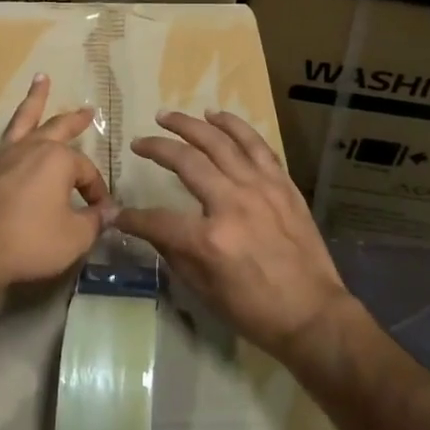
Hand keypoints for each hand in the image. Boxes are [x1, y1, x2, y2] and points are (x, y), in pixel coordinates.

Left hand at [0, 74, 114, 301]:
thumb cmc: (31, 242)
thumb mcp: (75, 237)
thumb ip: (95, 221)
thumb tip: (110, 211)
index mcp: (59, 161)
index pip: (86, 172)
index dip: (96, 192)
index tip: (100, 212)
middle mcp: (31, 149)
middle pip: (58, 128)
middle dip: (75, 120)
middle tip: (87, 110)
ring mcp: (2, 157)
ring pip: (20, 122)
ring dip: (32, 100)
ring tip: (40, 78)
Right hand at [119, 110, 354, 360]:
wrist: (313, 314)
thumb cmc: (255, 311)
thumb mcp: (205, 292)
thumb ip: (175, 254)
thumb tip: (154, 230)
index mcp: (210, 240)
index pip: (157, 220)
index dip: (132, 218)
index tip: (116, 212)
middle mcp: (232, 203)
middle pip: (187, 162)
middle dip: (157, 148)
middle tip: (139, 142)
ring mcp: (260, 188)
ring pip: (220, 142)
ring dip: (190, 125)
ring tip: (168, 116)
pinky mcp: (281, 183)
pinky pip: (255, 145)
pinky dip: (234, 126)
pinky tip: (216, 115)